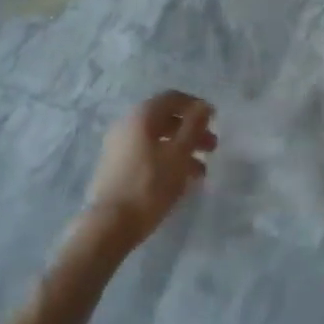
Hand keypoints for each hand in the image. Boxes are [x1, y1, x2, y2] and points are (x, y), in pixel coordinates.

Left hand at [79, 91, 215, 251]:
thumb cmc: (149, 185)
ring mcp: (118, 146)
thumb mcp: (179, 154)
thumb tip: (204, 106)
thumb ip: (194, 126)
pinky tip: (180, 182)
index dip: (195, 106)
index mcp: (142, 115)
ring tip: (200, 172)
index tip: (214, 121)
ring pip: (156, 140)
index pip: (172, 98)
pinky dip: (165, 161)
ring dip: (181, 149)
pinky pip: (146, 155)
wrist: (109, 225)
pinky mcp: (115, 167)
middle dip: (191, 131)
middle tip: (212, 148)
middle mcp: (127, 124)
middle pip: (165, 119)